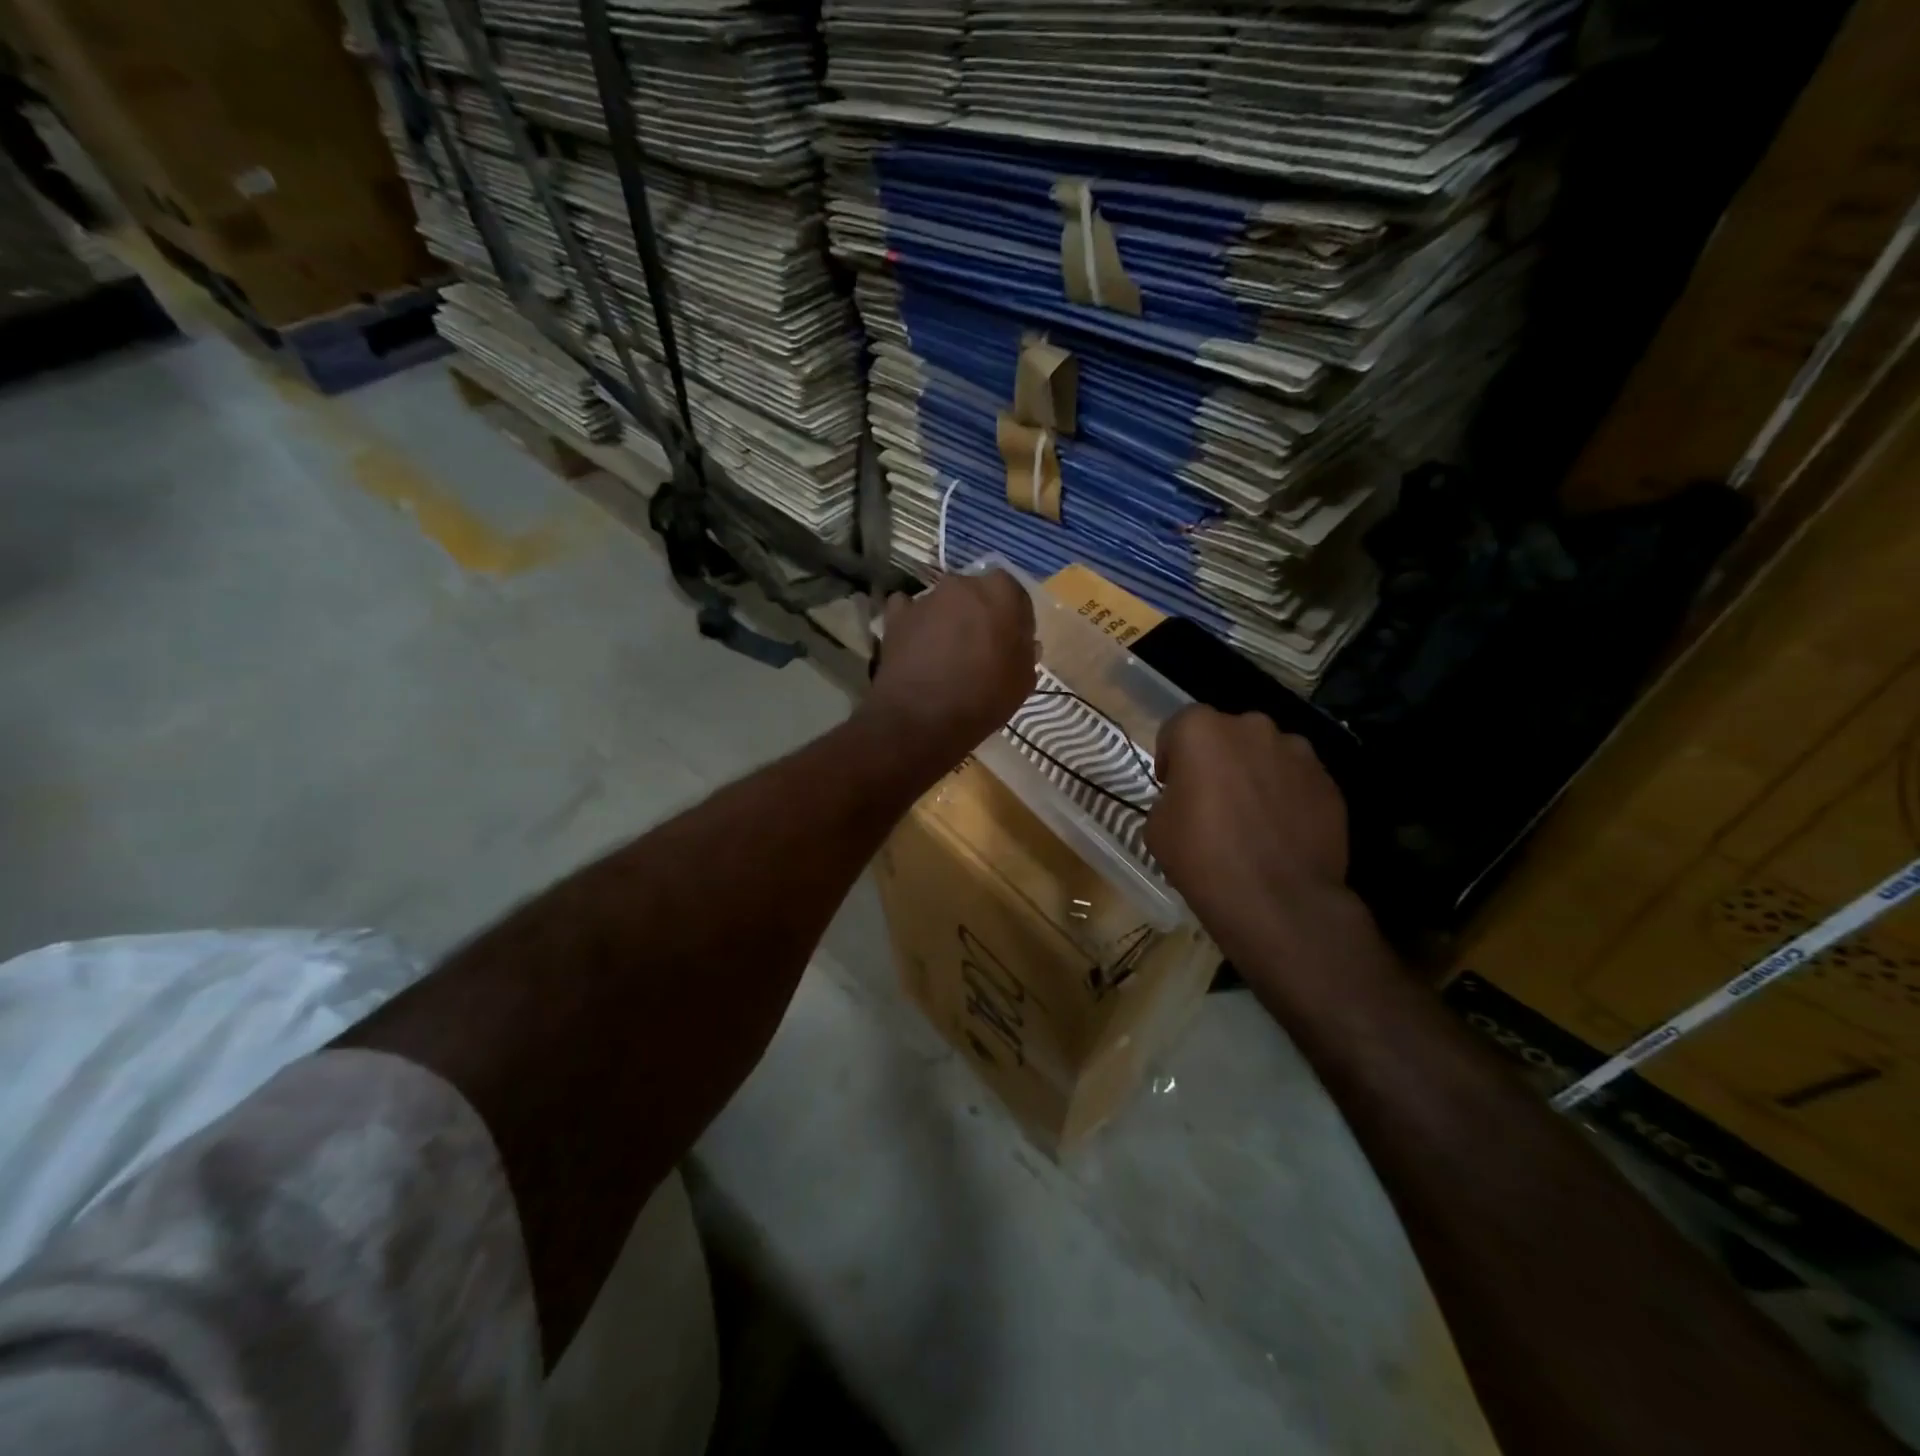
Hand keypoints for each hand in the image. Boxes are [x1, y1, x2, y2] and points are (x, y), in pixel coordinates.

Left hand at [865, 570, 1036, 765]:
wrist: (923, 718)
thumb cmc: (984, 697)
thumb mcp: (1022, 681)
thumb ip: (1025, 652)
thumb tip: (1023, 642)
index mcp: (1001, 592)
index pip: (1014, 595)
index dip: (1014, 619)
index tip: (1012, 643)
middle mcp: (962, 584)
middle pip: (976, 594)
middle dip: (979, 615)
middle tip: (979, 647)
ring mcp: (926, 598)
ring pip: (943, 603)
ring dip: (947, 620)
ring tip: (946, 654)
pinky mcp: (896, 616)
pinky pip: (908, 611)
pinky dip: (913, 624)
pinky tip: (916, 646)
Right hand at [1147, 707, 1351, 946]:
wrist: (1277, 899)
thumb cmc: (1203, 857)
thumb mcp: (1157, 827)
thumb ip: (1171, 796)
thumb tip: (1187, 798)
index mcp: (1201, 731)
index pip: (1178, 728)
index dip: (1171, 757)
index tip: (1171, 787)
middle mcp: (1251, 727)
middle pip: (1226, 734)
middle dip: (1216, 759)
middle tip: (1211, 799)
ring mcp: (1296, 752)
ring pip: (1265, 753)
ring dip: (1254, 773)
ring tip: (1252, 816)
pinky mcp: (1327, 781)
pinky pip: (1296, 779)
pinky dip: (1286, 795)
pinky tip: (1281, 831)